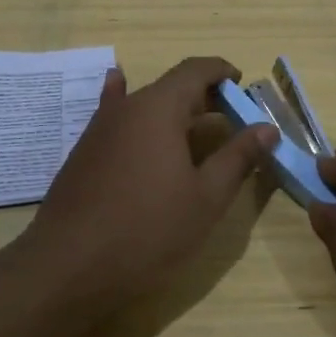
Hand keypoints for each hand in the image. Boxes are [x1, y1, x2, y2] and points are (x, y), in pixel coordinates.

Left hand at [28, 57, 276, 305]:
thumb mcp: (206, 198)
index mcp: (159, 108)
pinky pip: (113, 117)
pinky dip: (126, 103)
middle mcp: (126, 107)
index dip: (222, 72)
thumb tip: (267, 128)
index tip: (243, 86)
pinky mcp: (84, 152)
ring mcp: (99, 129)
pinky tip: (117, 85)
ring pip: (143, 104)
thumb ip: (238, 157)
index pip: (195, 70)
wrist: (69, 266)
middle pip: (170, 86)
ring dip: (173, 110)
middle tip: (231, 119)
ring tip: (195, 125)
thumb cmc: (148, 230)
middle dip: (203, 96)